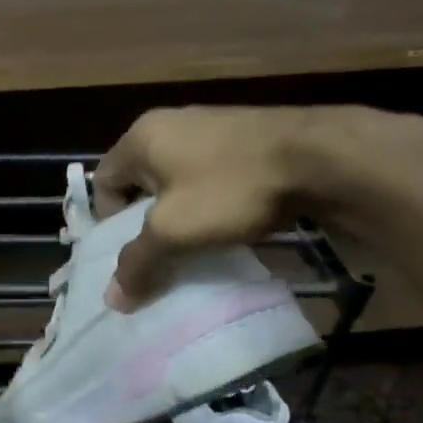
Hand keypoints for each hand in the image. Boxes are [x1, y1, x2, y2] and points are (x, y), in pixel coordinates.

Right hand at [92, 105, 422, 306]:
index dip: (108, 223)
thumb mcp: (173, 232)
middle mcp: (170, 123)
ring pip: (176, 180)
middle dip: (145, 222)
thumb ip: (137, 263)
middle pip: (139, 182)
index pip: (102, 182)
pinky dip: (209, 202)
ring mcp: (210, 125)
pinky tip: (228, 224)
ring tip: (196, 245)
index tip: (132, 252)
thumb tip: (112, 299)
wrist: (319, 157)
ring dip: (179, 214)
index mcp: (141, 137)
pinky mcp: (244, 136)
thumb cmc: (229, 189)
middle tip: (161, 255)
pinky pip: (209, 175)